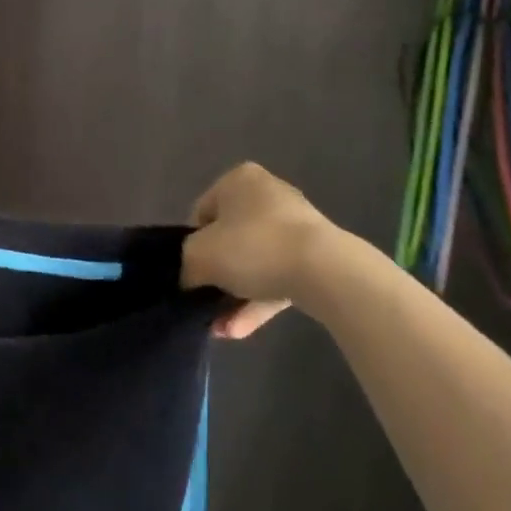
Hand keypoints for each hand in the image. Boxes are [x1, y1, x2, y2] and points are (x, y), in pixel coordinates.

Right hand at [182, 163, 344, 338]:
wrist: (325, 271)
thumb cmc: (253, 247)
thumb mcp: (200, 255)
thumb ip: (186, 265)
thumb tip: (189, 279)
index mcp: (239, 180)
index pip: (203, 212)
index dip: (192, 244)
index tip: (192, 272)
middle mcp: (267, 194)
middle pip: (230, 238)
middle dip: (216, 275)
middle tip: (206, 300)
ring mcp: (296, 225)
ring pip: (255, 262)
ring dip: (235, 294)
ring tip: (221, 328)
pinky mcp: (316, 255)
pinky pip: (278, 276)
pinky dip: (259, 301)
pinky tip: (240, 331)